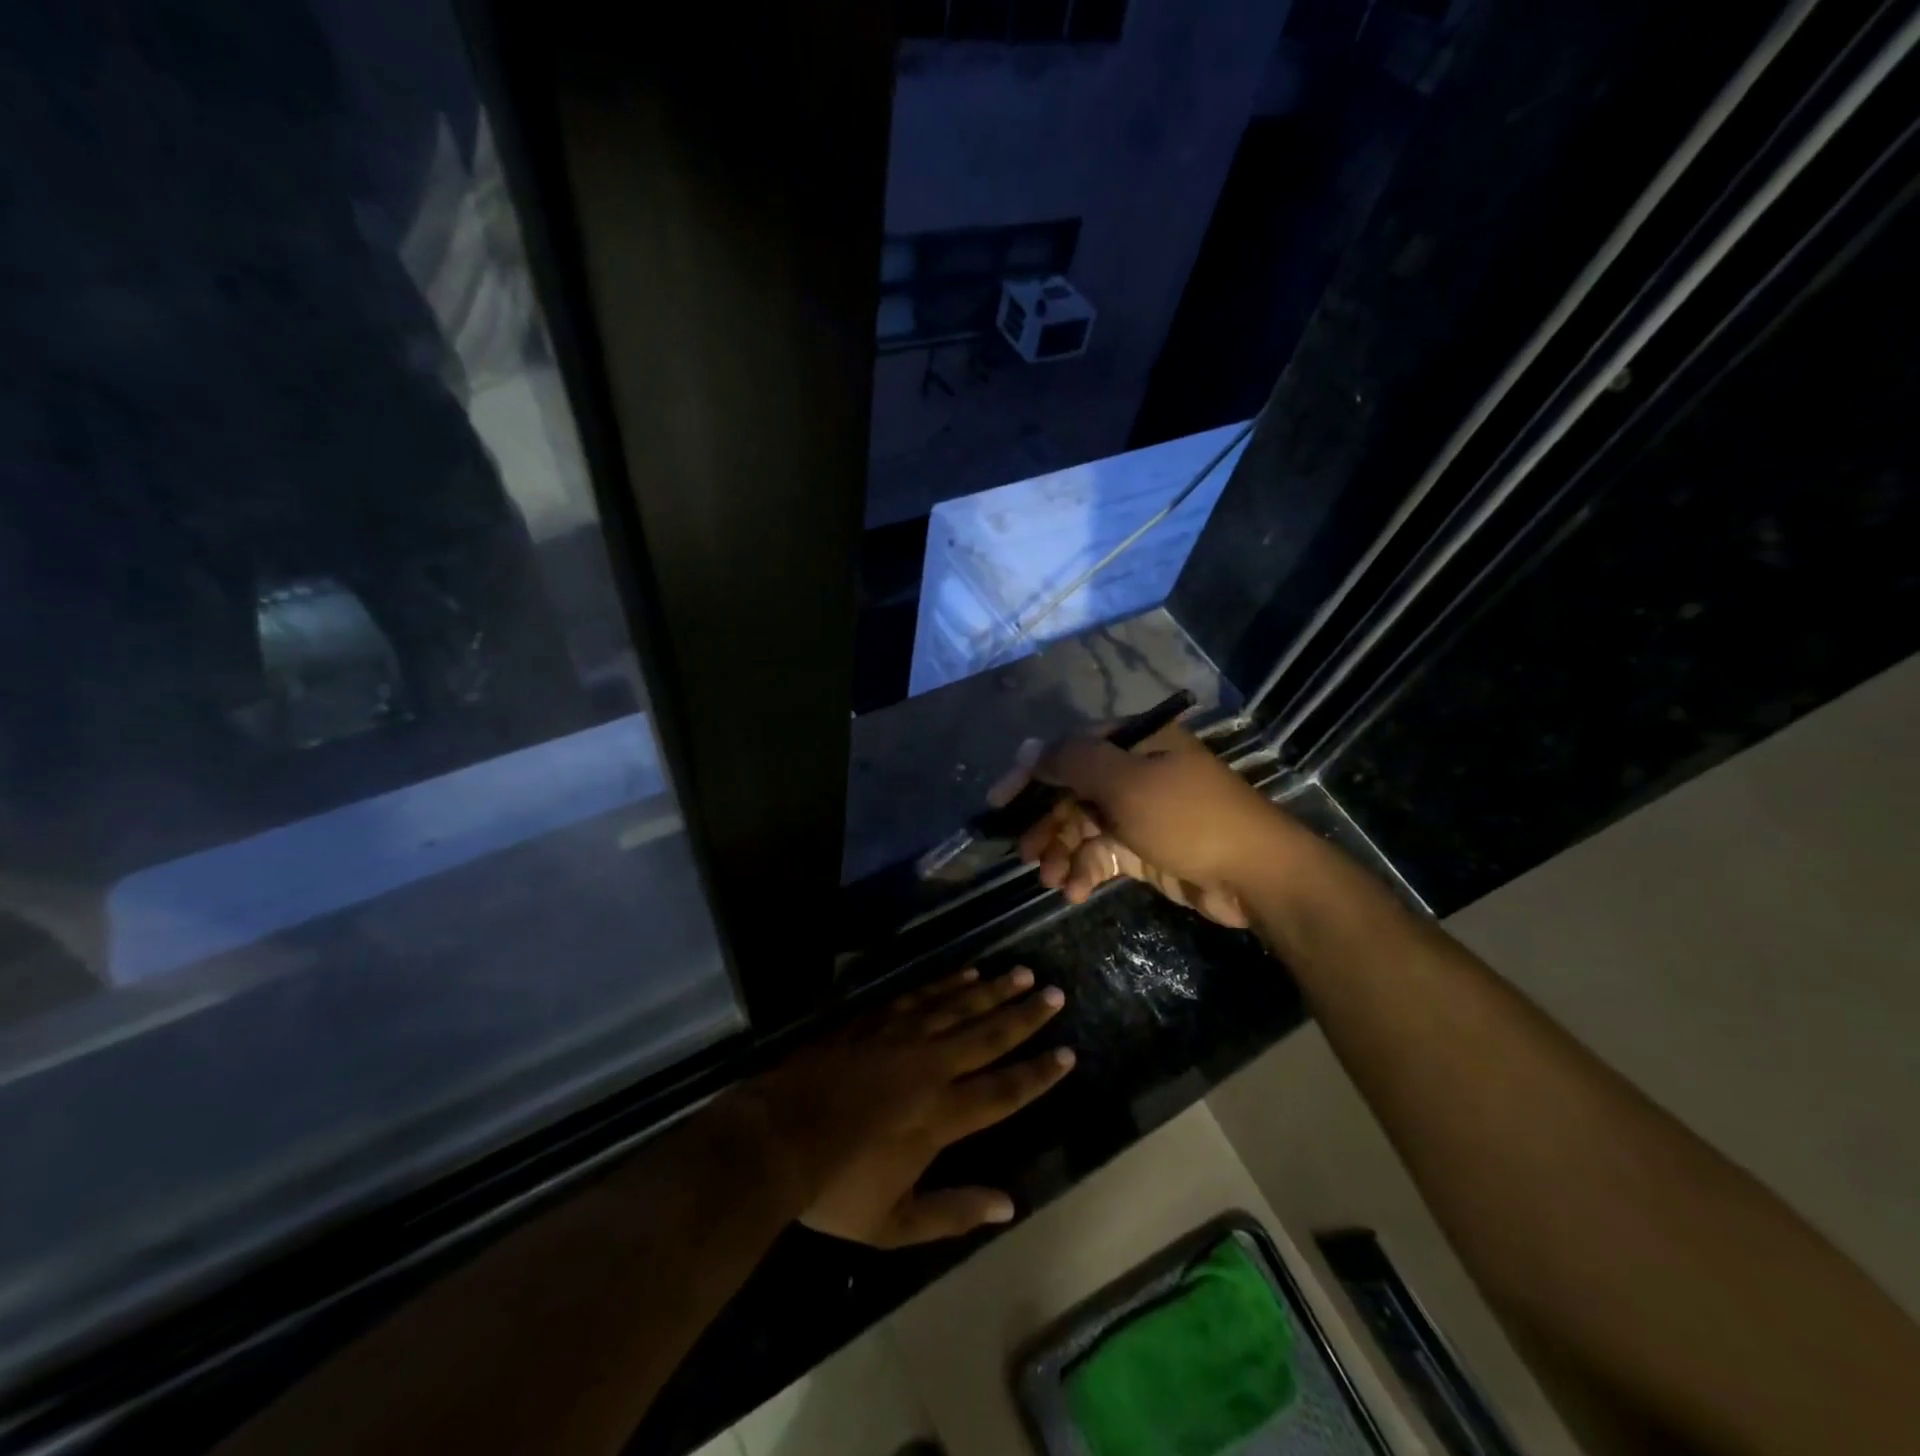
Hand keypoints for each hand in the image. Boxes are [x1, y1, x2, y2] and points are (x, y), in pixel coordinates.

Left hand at [740, 967, 1075, 1247]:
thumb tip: (1009, 1206)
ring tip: (1020, 973)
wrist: (776, 1137)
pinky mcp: (875, 1019)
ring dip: (993, 990)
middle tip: (1055, 993)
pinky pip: (921, 995)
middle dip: (1025, 1015)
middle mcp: (930, 1067)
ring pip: (958, 1006)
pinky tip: (966, 973)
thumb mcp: (894, 1224)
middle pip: (988, 1035)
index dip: (1038, 1074)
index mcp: (941, 1116)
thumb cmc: (835, 1187)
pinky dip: (947, 983)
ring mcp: (901, 1036)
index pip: (1003, 1091)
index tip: (1067, 1054)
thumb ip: (954, 1213)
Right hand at [994, 725, 1293, 928]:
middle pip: (1073, 792)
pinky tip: (1075, 891)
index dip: (1031, 774)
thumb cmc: (1189, 818)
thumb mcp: (1127, 783)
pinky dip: (1086, 871)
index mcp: (1136, 743)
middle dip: (1047, 824)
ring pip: (1084, 827)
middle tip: (1024, 854)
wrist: (1256, 876)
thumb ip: (1074, 762)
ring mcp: (1140, 812)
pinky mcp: (1145, 848)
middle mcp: (1135, 772)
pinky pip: (1103, 854)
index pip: (1069, 750)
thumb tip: (1026, 747)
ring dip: (1062, 852)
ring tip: (1049, 880)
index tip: (1000, 802)